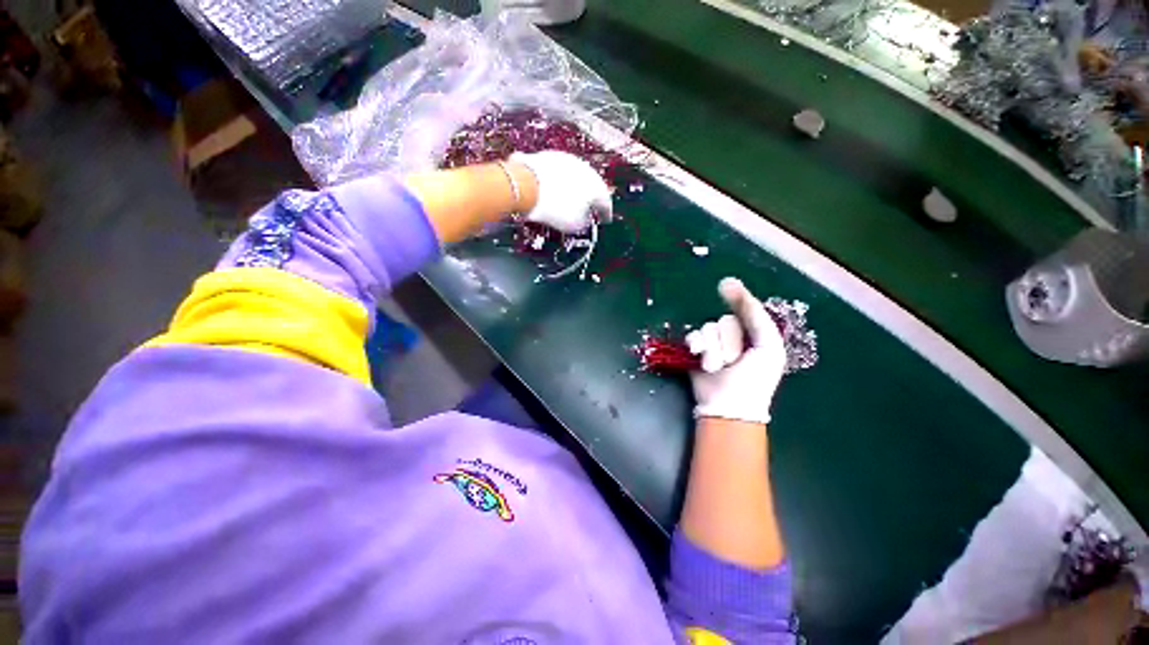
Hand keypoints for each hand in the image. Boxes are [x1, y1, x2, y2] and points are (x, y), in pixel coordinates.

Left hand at [510, 150, 611, 232]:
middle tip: (586, 210)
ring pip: (573, 177)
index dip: (606, 213)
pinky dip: (556, 181)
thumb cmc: (554, 208)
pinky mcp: (548, 156)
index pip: (605, 202)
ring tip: (566, 201)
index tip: (605, 220)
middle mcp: (585, 169)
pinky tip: (550, 191)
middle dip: (588, 198)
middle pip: (590, 186)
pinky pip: (556, 172)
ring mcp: (566, 160)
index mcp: (596, 186)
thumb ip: (584, 222)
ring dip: (572, 188)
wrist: (525, 185)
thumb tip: (583, 219)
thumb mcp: (574, 225)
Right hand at [686, 278, 785, 424]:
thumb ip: (756, 315)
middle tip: (734, 361)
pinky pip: (693, 336)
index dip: (736, 297)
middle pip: (725, 321)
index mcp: (754, 333)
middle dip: (729, 341)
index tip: (725, 284)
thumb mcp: (768, 345)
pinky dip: (697, 346)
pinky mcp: (696, 350)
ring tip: (717, 367)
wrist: (730, 404)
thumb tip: (731, 284)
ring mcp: (712, 343)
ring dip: (714, 349)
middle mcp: (733, 335)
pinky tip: (699, 357)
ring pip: (708, 329)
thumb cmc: (755, 378)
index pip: (744, 309)